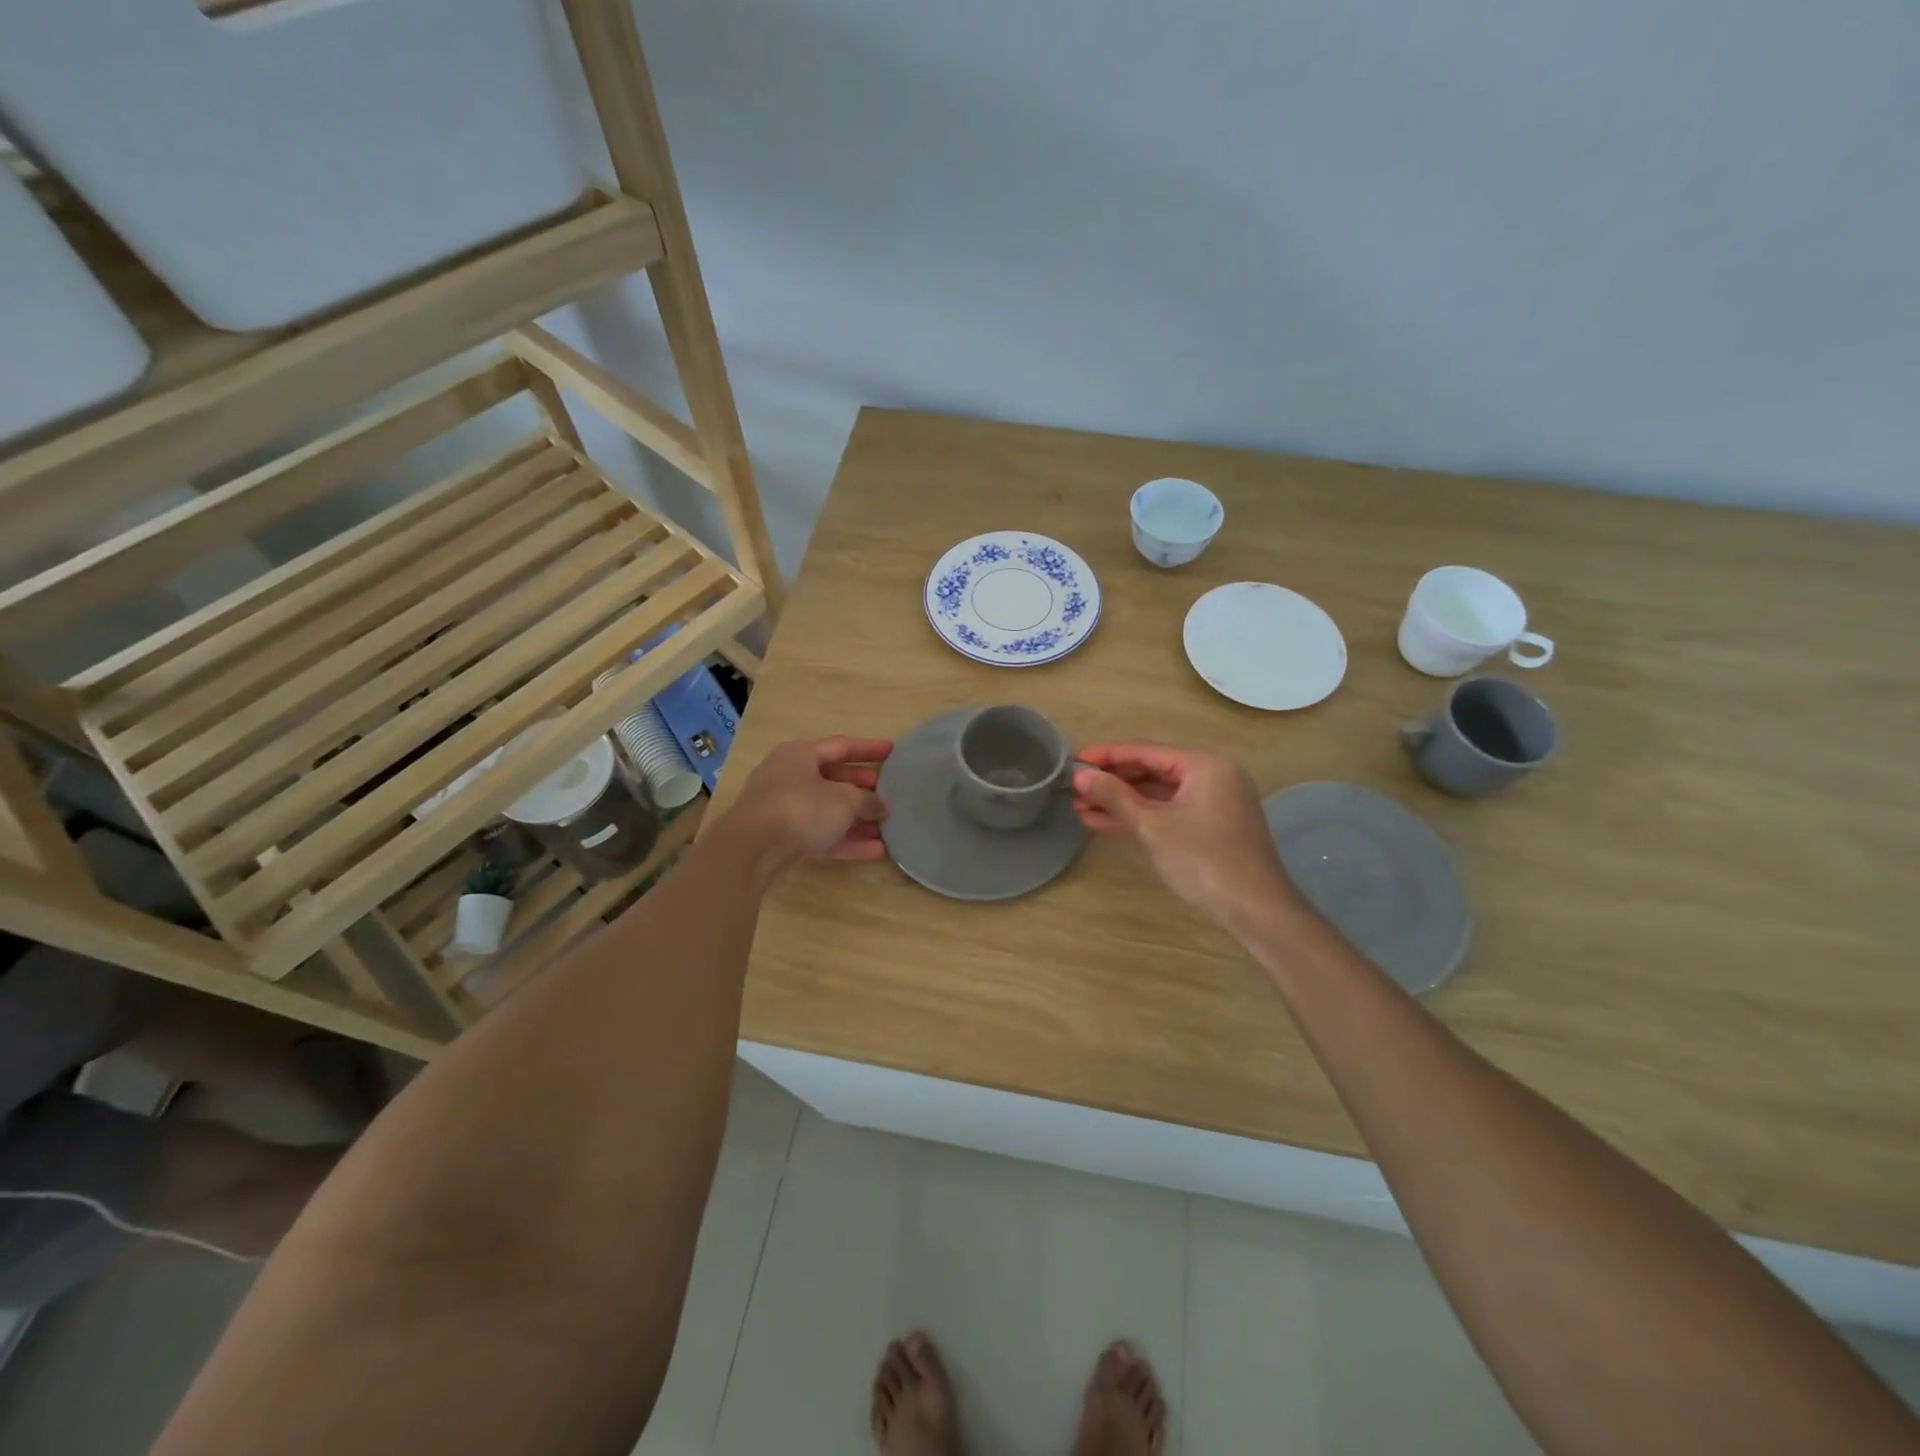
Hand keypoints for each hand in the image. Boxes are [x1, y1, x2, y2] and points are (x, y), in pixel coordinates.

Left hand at [726, 737, 892, 876]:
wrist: (752, 850)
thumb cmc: (801, 808)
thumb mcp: (844, 800)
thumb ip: (868, 800)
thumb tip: (882, 805)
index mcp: (800, 754)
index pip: (842, 746)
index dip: (870, 749)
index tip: (893, 752)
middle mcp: (789, 776)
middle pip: (833, 779)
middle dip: (863, 788)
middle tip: (890, 794)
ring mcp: (783, 808)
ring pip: (827, 810)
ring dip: (857, 819)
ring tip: (886, 827)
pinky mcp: (781, 838)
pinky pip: (820, 834)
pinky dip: (845, 840)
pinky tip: (874, 851)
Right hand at [1074, 744, 1299, 927]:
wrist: (1256, 910)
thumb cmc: (1204, 860)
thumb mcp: (1153, 826)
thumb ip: (1115, 797)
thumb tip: (1081, 777)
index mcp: (1205, 764)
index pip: (1146, 751)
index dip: (1107, 756)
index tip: (1074, 761)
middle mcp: (1212, 775)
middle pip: (1152, 770)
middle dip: (1112, 781)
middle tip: (1074, 788)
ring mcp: (1213, 802)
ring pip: (1158, 794)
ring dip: (1121, 802)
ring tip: (1081, 808)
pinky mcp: (1211, 826)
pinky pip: (1168, 811)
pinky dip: (1140, 816)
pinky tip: (1104, 823)